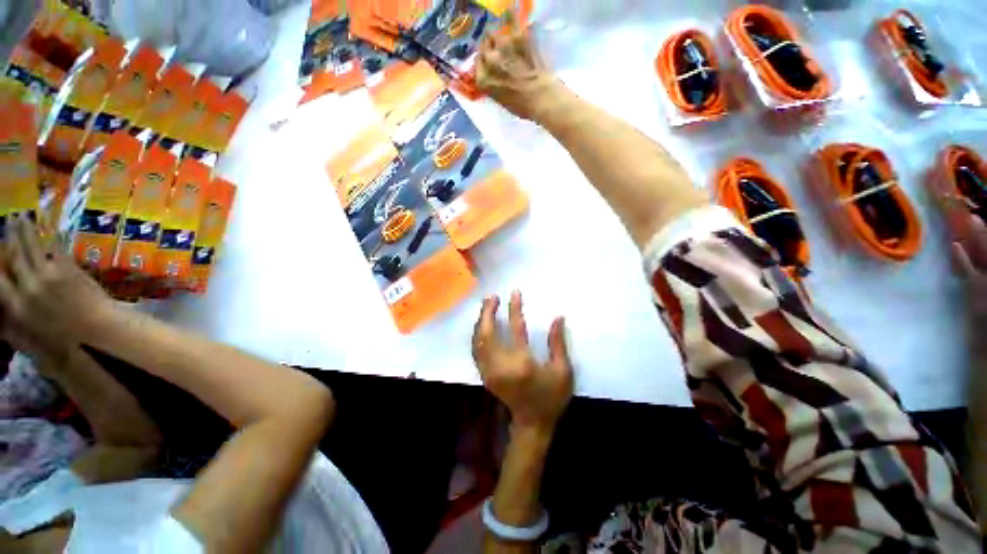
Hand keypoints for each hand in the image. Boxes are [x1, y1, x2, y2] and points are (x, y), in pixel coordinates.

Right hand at [0, 216, 113, 359]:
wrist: (98, 335)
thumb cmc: (64, 345)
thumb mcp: (29, 340)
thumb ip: (12, 326)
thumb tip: (2, 315)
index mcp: (15, 306)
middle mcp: (27, 286)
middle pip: (13, 256)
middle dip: (8, 238)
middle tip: (6, 221)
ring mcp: (49, 275)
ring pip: (33, 247)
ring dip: (25, 231)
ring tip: (20, 217)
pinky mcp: (69, 270)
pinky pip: (56, 249)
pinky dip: (50, 238)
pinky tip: (47, 229)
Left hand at [472, 291, 572, 433]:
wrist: (533, 424)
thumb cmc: (551, 397)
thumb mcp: (562, 371)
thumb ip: (557, 343)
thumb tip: (557, 318)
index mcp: (521, 364)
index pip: (515, 329)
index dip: (514, 309)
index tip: (514, 293)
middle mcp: (500, 366)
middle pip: (487, 334)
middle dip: (487, 312)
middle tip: (491, 297)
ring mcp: (489, 372)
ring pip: (477, 341)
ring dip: (480, 322)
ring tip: (486, 307)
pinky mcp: (485, 375)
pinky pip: (476, 351)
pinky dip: (477, 336)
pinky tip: (481, 326)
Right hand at [476, 11, 559, 121]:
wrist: (541, 98)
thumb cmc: (523, 107)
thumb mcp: (502, 101)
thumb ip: (494, 86)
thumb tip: (494, 78)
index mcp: (483, 80)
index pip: (477, 63)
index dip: (484, 61)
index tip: (489, 61)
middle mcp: (489, 61)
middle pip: (484, 47)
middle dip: (490, 47)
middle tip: (498, 50)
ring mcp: (503, 46)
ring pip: (495, 33)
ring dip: (499, 36)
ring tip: (506, 38)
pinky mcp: (518, 36)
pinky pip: (511, 19)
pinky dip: (511, 15)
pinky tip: (511, 13)